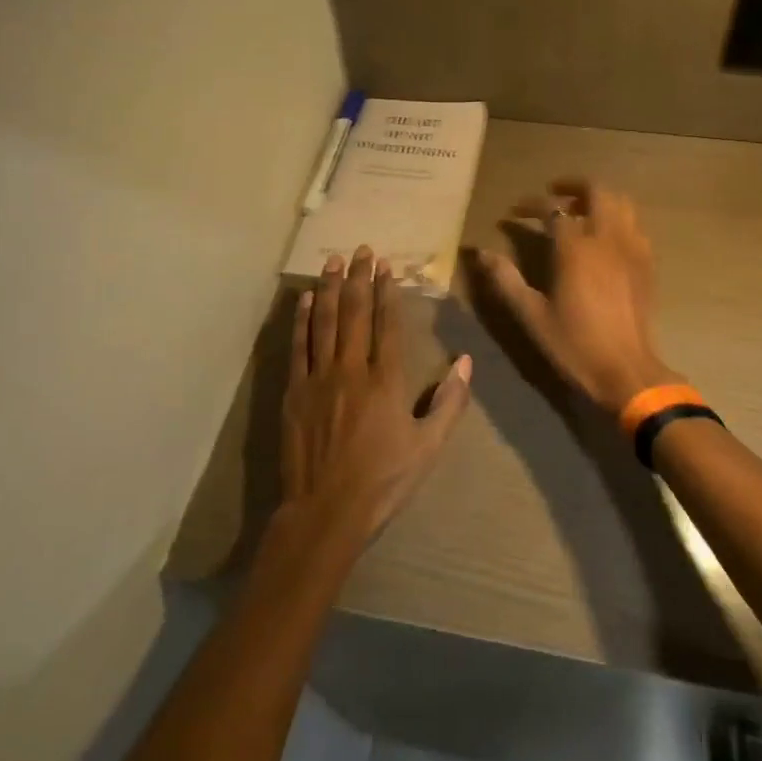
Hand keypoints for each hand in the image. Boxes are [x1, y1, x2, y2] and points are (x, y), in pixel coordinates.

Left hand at [281, 246, 471, 546]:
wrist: (326, 511)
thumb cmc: (384, 480)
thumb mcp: (428, 446)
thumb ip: (449, 402)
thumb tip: (467, 362)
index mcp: (386, 381)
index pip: (387, 324)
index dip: (386, 291)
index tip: (385, 266)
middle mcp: (351, 370)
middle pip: (354, 313)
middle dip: (358, 278)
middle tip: (360, 250)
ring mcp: (318, 378)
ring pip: (324, 322)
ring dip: (328, 288)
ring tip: (332, 261)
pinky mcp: (294, 392)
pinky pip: (298, 347)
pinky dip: (301, 320)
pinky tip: (304, 300)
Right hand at [476, 179, 679, 415]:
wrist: (626, 371)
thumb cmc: (574, 344)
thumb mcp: (531, 314)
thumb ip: (505, 279)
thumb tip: (480, 253)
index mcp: (576, 248)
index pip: (553, 210)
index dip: (531, 206)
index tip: (514, 214)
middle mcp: (607, 239)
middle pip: (597, 191)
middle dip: (573, 186)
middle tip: (553, 195)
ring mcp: (633, 249)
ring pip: (621, 203)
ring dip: (598, 200)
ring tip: (579, 212)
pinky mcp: (647, 264)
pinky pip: (634, 226)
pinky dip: (617, 220)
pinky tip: (604, 239)